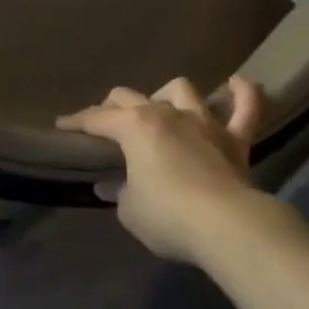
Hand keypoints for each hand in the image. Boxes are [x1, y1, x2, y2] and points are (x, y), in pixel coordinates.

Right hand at [58, 77, 280, 264]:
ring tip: (161, 107)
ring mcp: (203, 122)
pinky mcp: (236, 140)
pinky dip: (243, 94)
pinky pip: (246, 108)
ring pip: (181, 90)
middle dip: (113, 106)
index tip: (62, 126)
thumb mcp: (130, 211)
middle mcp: (166, 114)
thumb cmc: (169, 216)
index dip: (76, 122)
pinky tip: (237, 83)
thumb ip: (120, 192)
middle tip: (106, 122)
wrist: (229, 225)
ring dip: (166, 95)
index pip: (96, 119)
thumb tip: (115, 185)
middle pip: (130, 97)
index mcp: (134, 127)